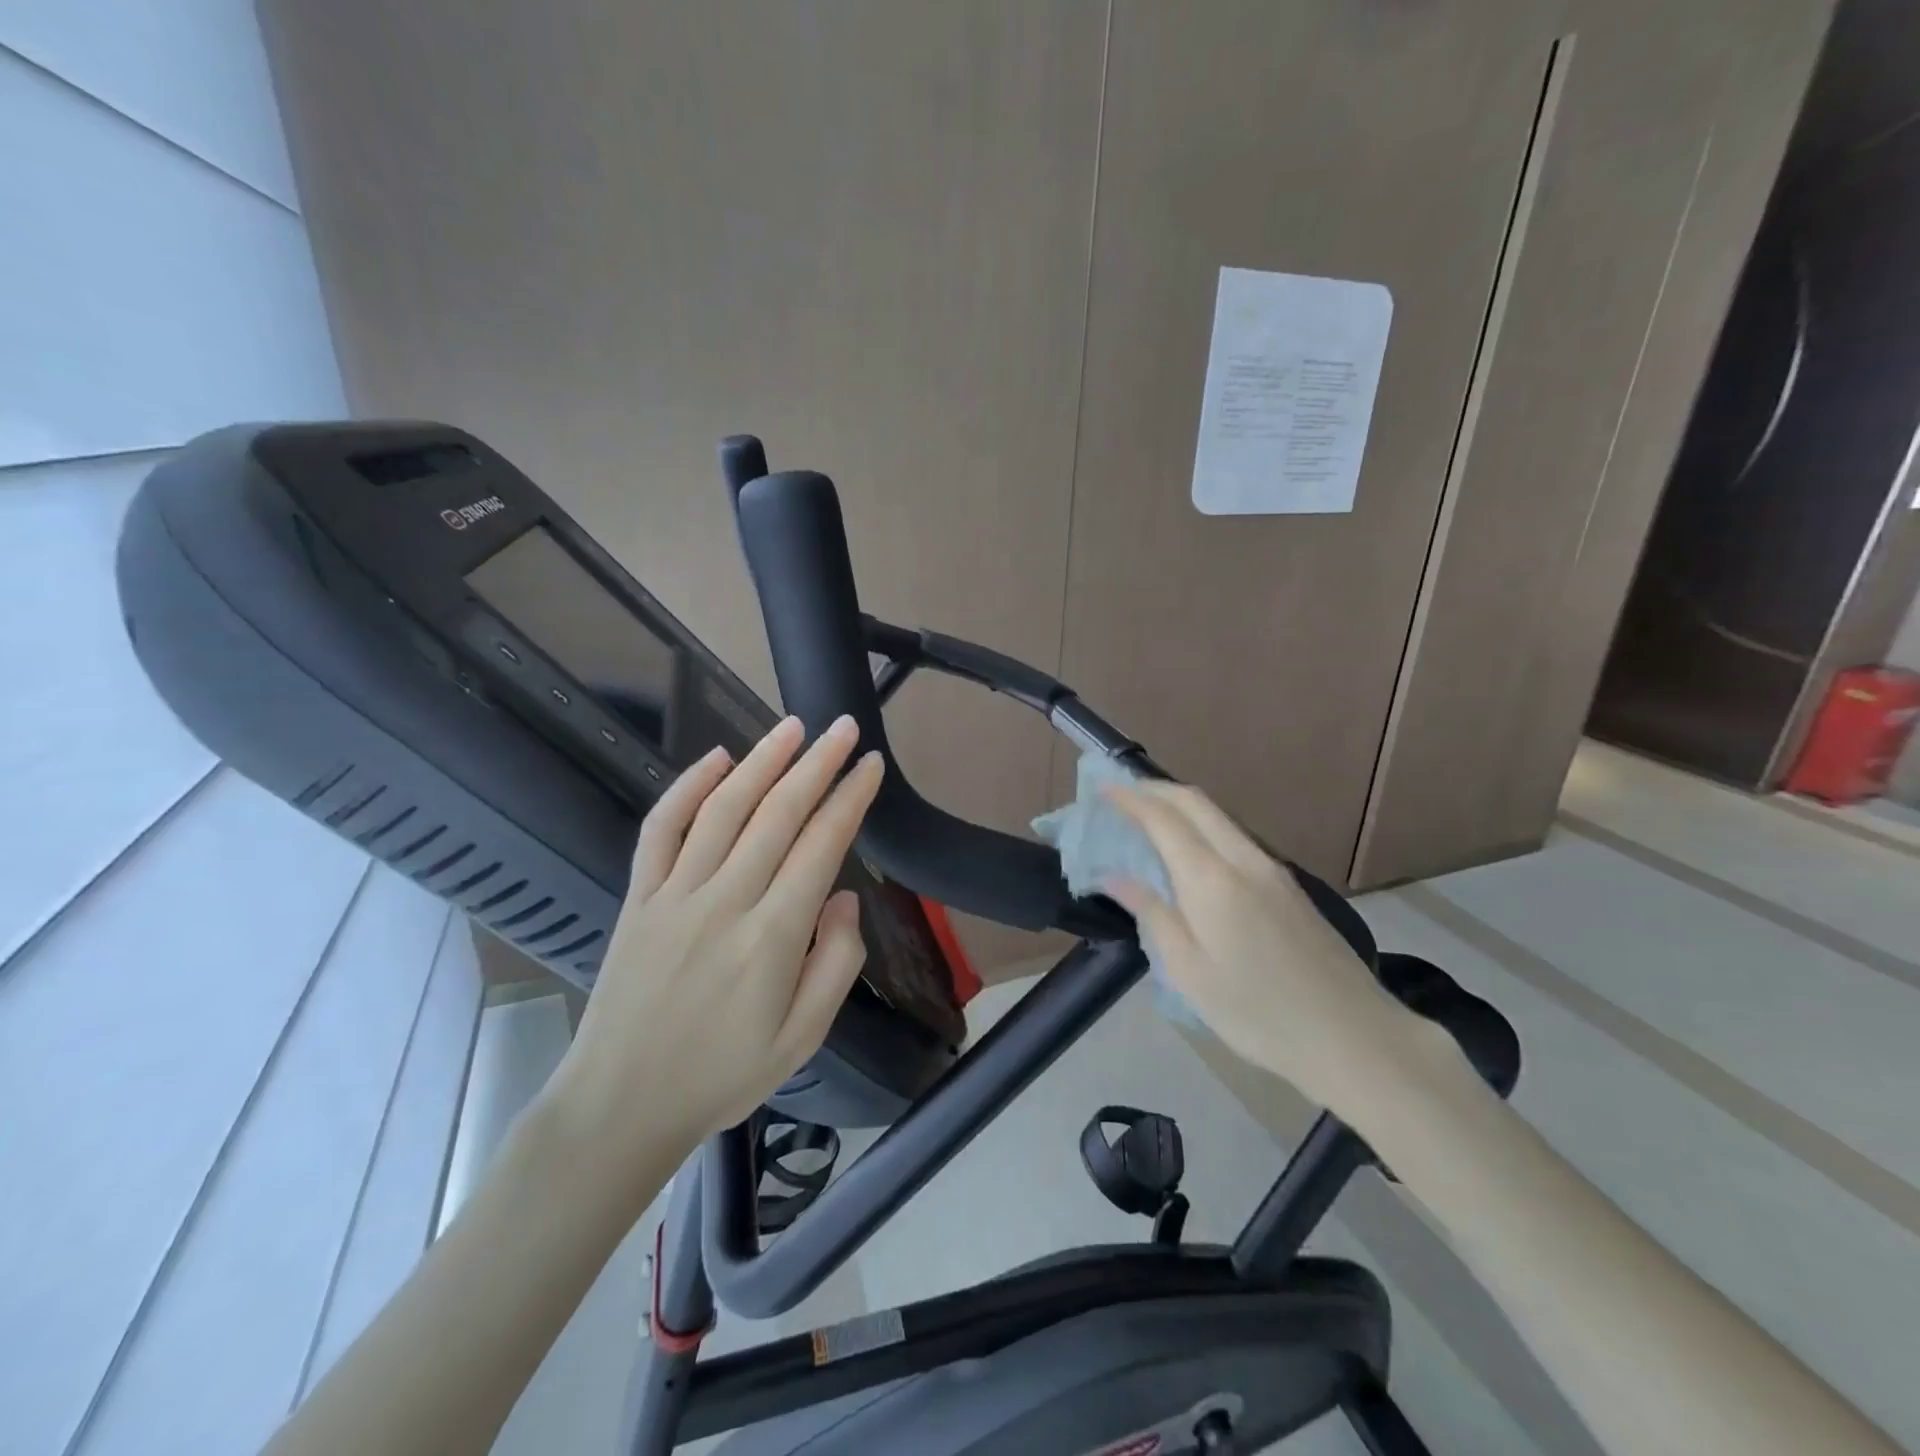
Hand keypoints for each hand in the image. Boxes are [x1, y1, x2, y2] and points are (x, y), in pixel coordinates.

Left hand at [545, 714, 883, 1186]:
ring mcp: (675, 893)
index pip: (821, 846)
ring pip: (724, 809)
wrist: (619, 1104)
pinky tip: (716, 758)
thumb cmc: (722, 1076)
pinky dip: (687, 787)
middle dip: (817, 764)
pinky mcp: (640, 896)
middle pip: (778, 814)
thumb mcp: (803, 1039)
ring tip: (793, 727)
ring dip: (762, 761)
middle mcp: (725, 901)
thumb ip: (837, 964)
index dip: (850, 799)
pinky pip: (661, 829)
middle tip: (843, 727)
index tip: (870, 766)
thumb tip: (844, 898)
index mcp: (773, 938)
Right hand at [1103, 780, 1429, 1115]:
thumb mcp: (1189, 972)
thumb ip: (1152, 914)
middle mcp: (1243, 858)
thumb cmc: (1258, 1013)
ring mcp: (1272, 869)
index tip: (1100, 790)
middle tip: (1119, 795)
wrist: (1354, 1036)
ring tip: (1146, 817)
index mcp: (1211, 879)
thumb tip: (1115, 877)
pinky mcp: (1288, 885)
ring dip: (1179, 805)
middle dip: (1153, 789)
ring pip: (1218, 816)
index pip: (1163, 817)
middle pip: (1195, 801)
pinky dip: (1202, 826)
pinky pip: (1234, 836)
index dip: (1129, 798)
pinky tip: (1189, 851)